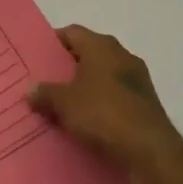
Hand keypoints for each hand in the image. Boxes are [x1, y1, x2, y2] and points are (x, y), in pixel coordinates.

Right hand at [30, 25, 182, 182]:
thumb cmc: (103, 114)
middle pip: (88, 54)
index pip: (72, 33)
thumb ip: (45, 93)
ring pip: (103, 77)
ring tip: (63, 106)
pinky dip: (102, 105)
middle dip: (68, 68)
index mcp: (101, 46)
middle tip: (46, 83)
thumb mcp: (64, 104)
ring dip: (86, 88)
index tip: (37, 59)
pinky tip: (87, 123)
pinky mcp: (146, 104)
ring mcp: (138, 79)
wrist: (150, 150)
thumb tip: (31, 90)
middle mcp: (122, 55)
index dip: (53, 43)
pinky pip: (116, 97)